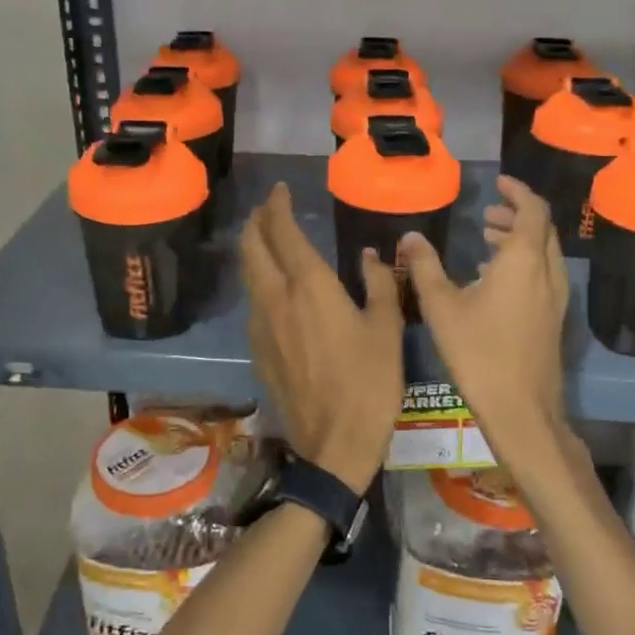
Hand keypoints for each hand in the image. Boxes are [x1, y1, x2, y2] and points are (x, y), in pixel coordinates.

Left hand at [240, 183, 402, 492]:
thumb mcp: (386, 328)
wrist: (333, 443)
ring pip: (247, 275)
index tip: (281, 191)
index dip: (277, 206)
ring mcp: (261, 325)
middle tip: (268, 209)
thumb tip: (370, 255)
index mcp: (309, 286)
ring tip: (267, 240)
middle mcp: (276, 298)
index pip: (282, 231)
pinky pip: (252, 302)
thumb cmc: (369, 382)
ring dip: (253, 250)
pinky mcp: (257, 349)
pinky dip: (258, 281)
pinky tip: (274, 289)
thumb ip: (378, 284)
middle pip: (251, 247)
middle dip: (256, 221)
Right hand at [400, 176, 571, 461]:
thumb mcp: (441, 306)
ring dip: (519, 240)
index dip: (517, 191)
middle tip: (486, 215)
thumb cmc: (478, 352)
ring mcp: (555, 298)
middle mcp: (547, 273)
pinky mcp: (553, 319)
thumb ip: (424, 267)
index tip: (498, 182)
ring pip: (543, 254)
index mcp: (524, 260)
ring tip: (486, 241)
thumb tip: (410, 237)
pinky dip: (523, 263)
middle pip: (541, 229)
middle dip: (515, 215)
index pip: (532, 209)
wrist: (521, 410)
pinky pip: (543, 275)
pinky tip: (493, 281)